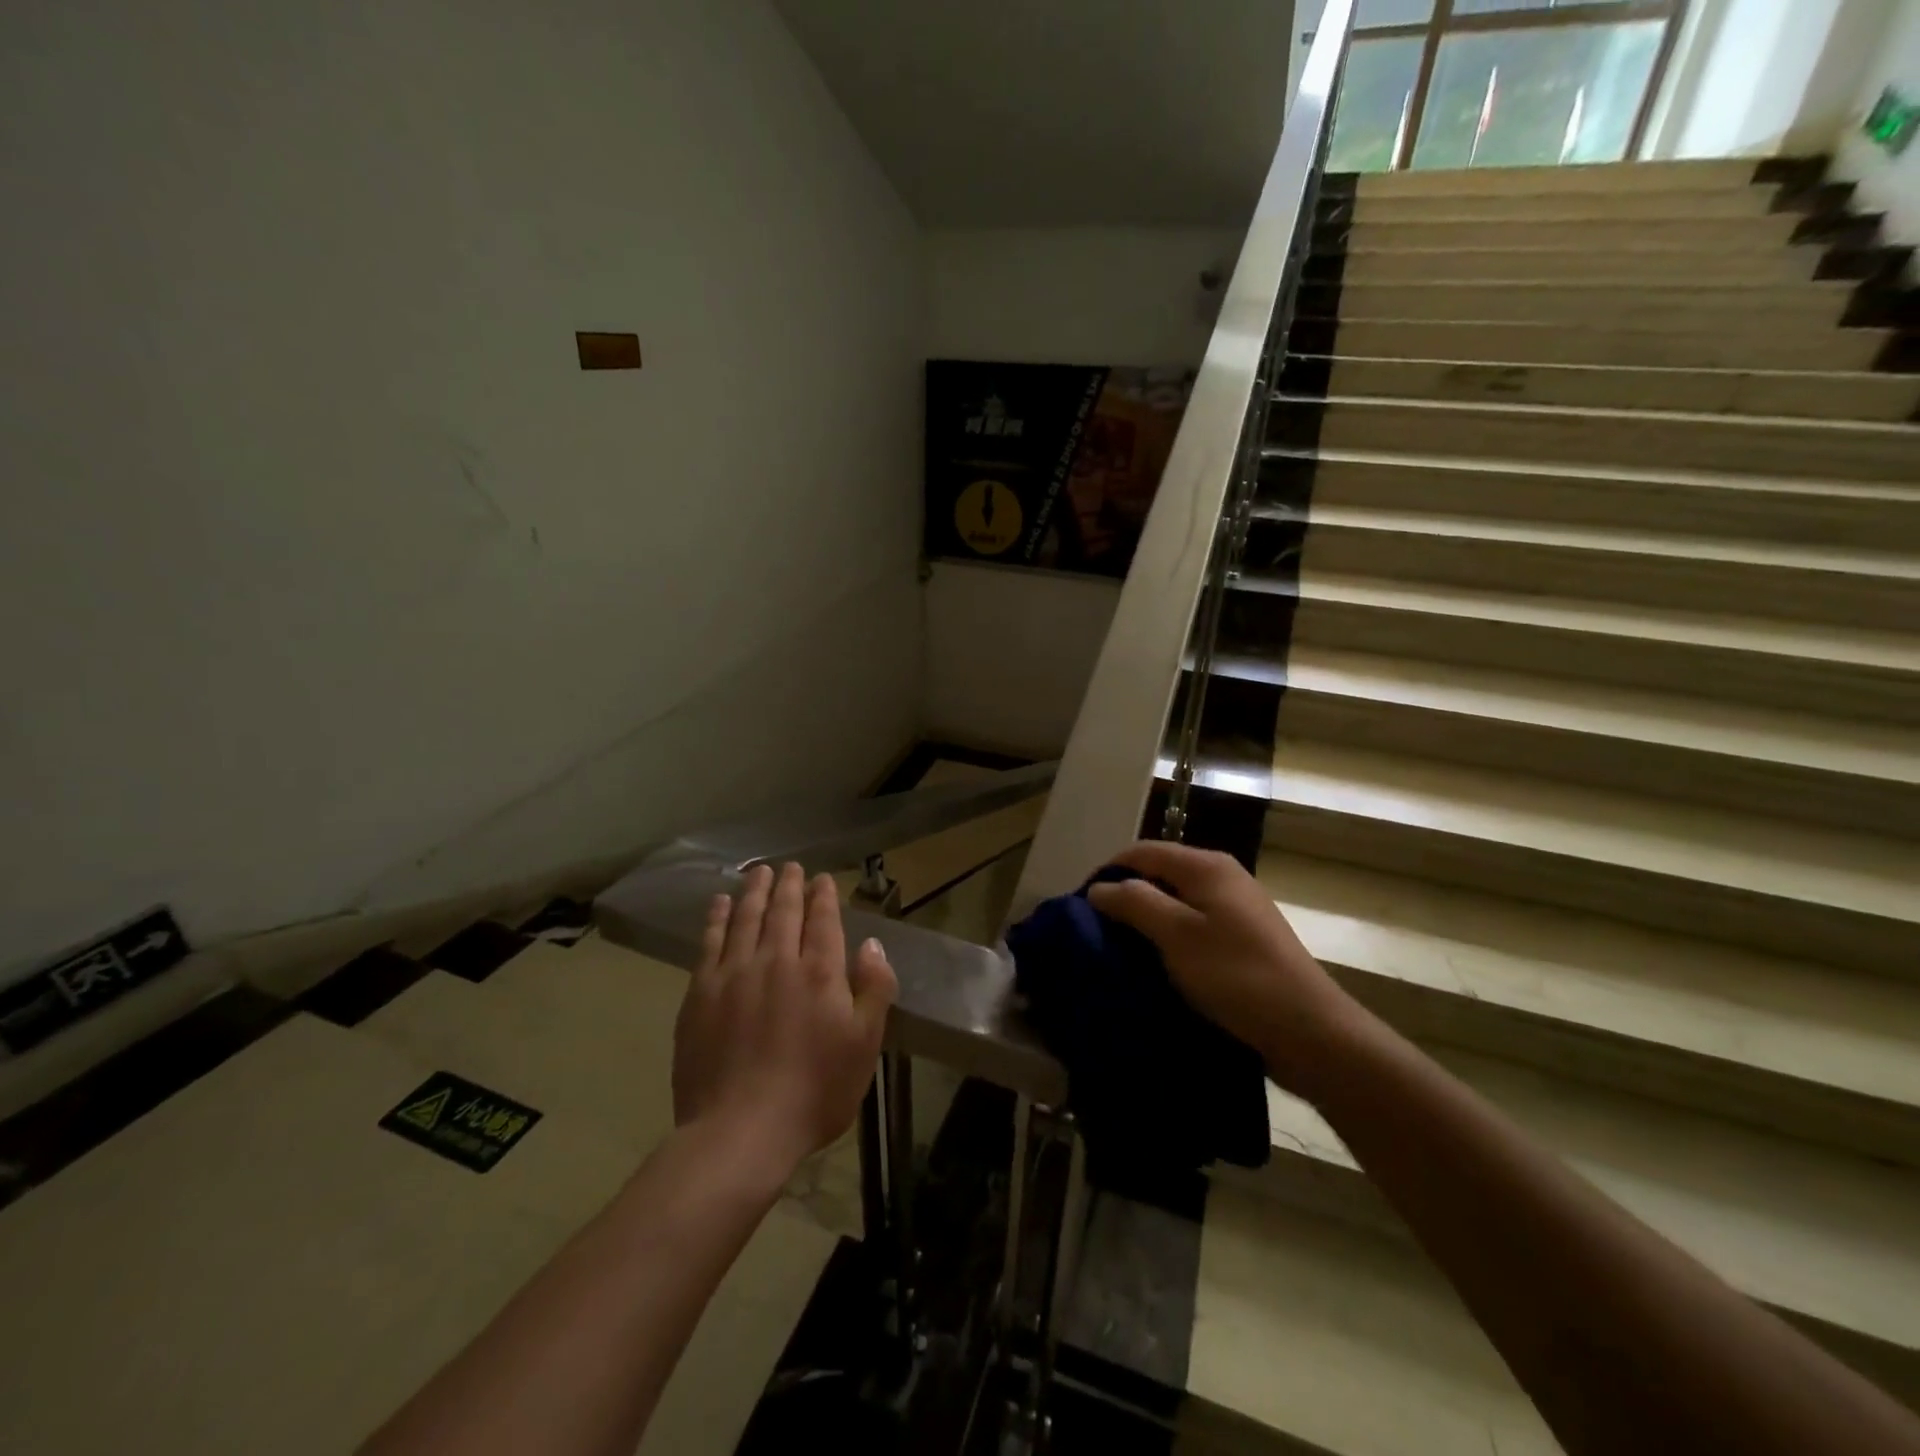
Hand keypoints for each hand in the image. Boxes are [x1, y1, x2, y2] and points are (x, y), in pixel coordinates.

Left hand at [673, 863, 896, 1176]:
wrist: (741, 1130)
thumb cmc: (814, 1091)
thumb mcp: (864, 1045)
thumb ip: (874, 989)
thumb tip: (871, 945)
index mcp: (820, 972)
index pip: (822, 920)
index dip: (823, 896)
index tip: (821, 878)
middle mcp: (777, 961)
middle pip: (783, 912)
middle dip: (789, 885)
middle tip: (790, 866)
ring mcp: (734, 974)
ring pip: (746, 918)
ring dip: (754, 892)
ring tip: (758, 872)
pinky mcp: (701, 993)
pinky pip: (710, 942)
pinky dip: (717, 918)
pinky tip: (719, 904)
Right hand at [1086, 842, 1358, 1092]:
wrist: (1309, 1031)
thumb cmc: (1236, 976)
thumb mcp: (1177, 935)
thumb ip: (1136, 903)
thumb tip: (1101, 887)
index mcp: (1206, 866)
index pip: (1142, 851)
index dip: (1108, 872)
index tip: (1080, 905)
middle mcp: (1223, 876)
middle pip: (1160, 873)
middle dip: (1126, 896)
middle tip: (1098, 930)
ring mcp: (1238, 908)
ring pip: (1177, 901)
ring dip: (1147, 919)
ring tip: (1122, 948)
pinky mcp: (1245, 938)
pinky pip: (1194, 925)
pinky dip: (1170, 936)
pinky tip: (1159, 963)